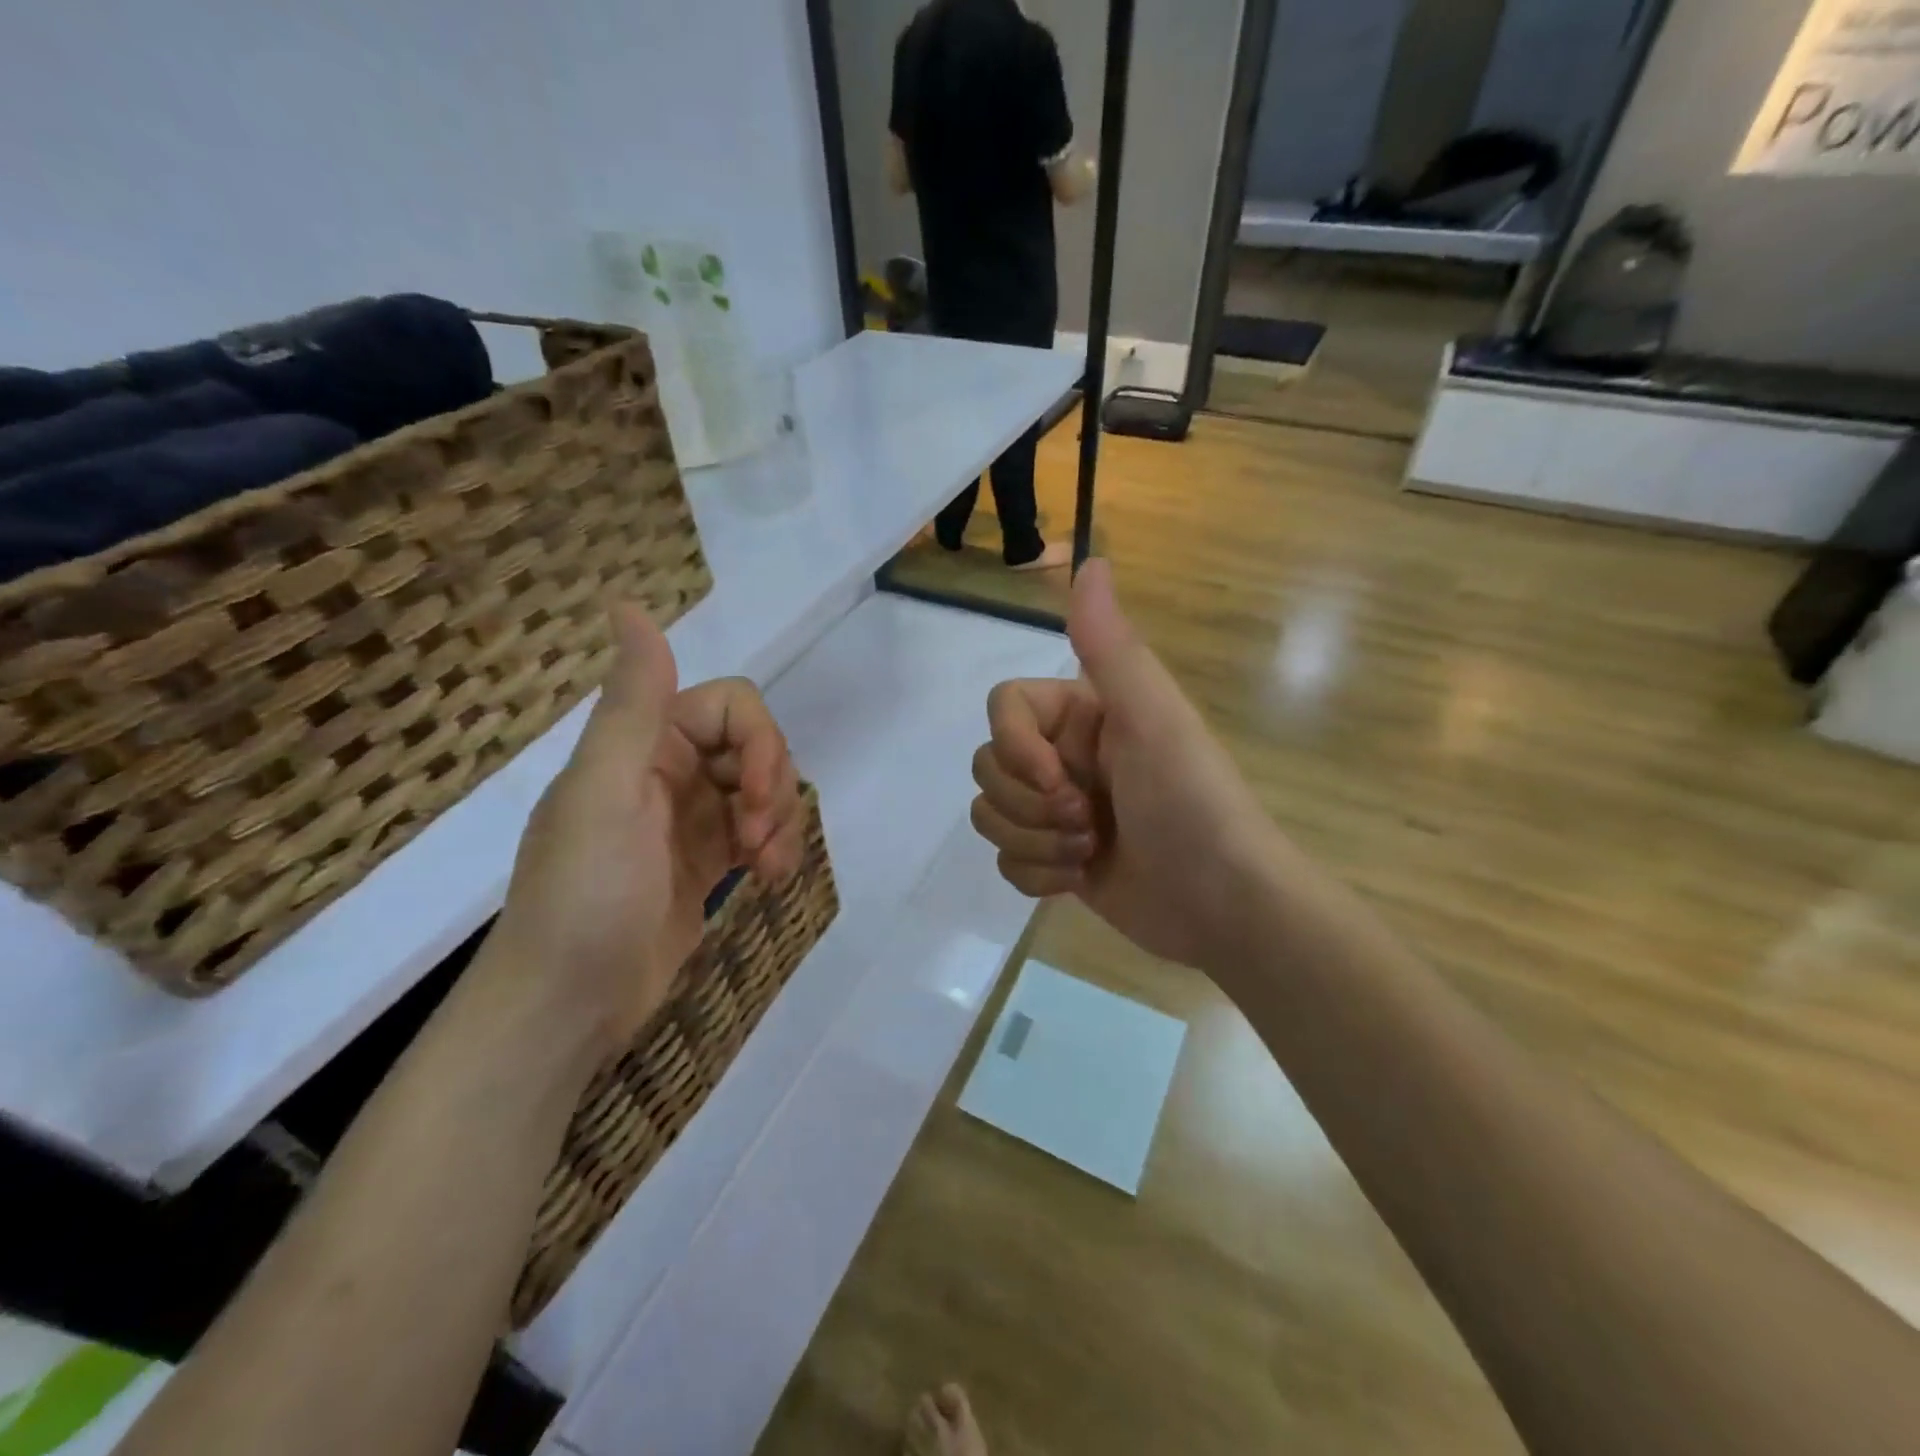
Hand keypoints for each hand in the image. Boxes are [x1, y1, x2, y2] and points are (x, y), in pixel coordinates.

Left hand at [487, 603, 804, 1053]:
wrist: (567, 1006)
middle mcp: (668, 771)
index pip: (734, 707)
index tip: (755, 797)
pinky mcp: (705, 862)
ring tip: (768, 869)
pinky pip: (758, 833)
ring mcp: (689, 819)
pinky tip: (770, 881)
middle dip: (773, 789)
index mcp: (643, 744)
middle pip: (756, 748)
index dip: (761, 743)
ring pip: (763, 791)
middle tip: (758, 841)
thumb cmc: (585, 894)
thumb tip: (626, 603)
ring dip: (780, 823)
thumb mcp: (607, 792)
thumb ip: (632, 703)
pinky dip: (775, 849)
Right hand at [970, 560, 1287, 974]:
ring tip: (1087, 852)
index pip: (1003, 707)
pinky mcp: (1055, 861)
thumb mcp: (1154, 719)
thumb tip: (1091, 560)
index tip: (1056, 777)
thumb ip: (1112, 646)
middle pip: (988, 766)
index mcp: (1083, 715)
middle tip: (1088, 820)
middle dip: (1029, 804)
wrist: (1224, 905)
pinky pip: (1005, 859)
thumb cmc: (1191, 804)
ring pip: (990, 814)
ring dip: (1033, 841)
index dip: (1014, 746)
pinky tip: (1078, 879)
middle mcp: (1064, 757)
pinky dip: (1036, 874)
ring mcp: (1057, 812)